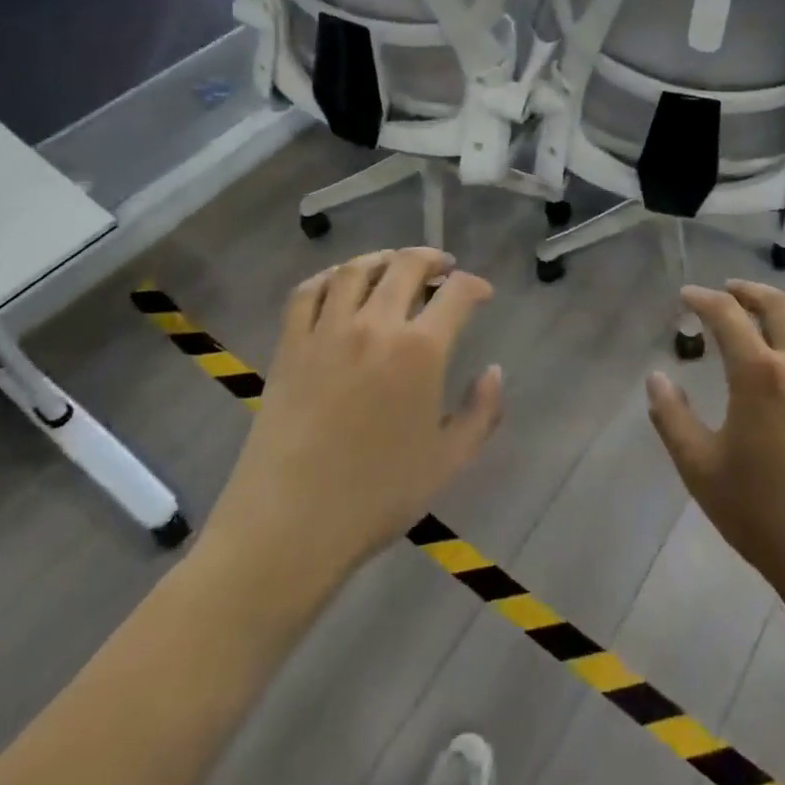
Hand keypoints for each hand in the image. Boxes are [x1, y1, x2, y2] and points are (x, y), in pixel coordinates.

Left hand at [203, 248, 501, 587]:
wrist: (290, 525)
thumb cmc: (376, 497)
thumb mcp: (448, 461)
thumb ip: (481, 412)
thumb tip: (494, 371)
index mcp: (420, 351)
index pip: (456, 293)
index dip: (474, 285)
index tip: (481, 293)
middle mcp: (375, 326)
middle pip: (406, 266)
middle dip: (431, 259)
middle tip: (442, 269)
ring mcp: (327, 331)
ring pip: (357, 269)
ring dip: (383, 259)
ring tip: (395, 267)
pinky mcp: (290, 345)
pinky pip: (309, 291)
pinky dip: (329, 277)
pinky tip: (340, 285)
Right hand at [646, 281, 784, 611]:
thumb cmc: (761, 513)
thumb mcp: (699, 467)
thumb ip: (671, 416)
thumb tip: (656, 377)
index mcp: (757, 374)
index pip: (727, 315)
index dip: (703, 299)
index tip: (686, 297)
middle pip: (777, 305)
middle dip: (748, 291)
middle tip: (728, 292)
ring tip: (772, 313)